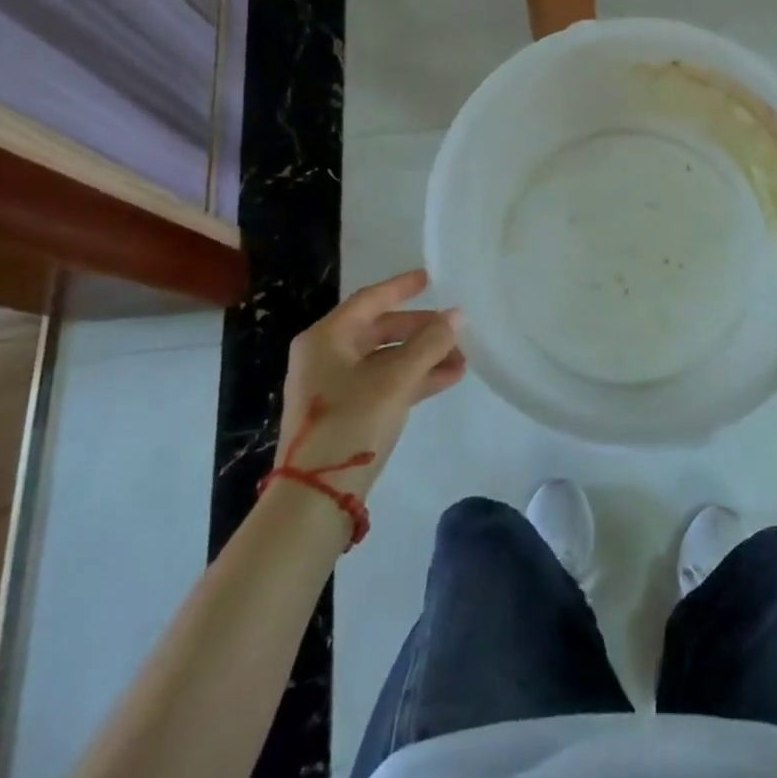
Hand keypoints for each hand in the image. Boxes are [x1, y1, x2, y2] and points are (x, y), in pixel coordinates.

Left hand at [272, 269, 465, 499]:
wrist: (314, 499)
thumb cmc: (351, 423)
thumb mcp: (395, 379)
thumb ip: (429, 343)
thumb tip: (457, 315)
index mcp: (326, 339)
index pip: (369, 300)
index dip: (401, 288)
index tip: (429, 279)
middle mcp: (325, 357)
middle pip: (379, 331)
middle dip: (421, 331)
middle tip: (455, 330)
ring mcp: (333, 388)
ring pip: (385, 360)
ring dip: (423, 358)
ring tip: (462, 360)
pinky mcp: (344, 414)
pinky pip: (384, 384)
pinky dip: (412, 379)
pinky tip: (446, 380)